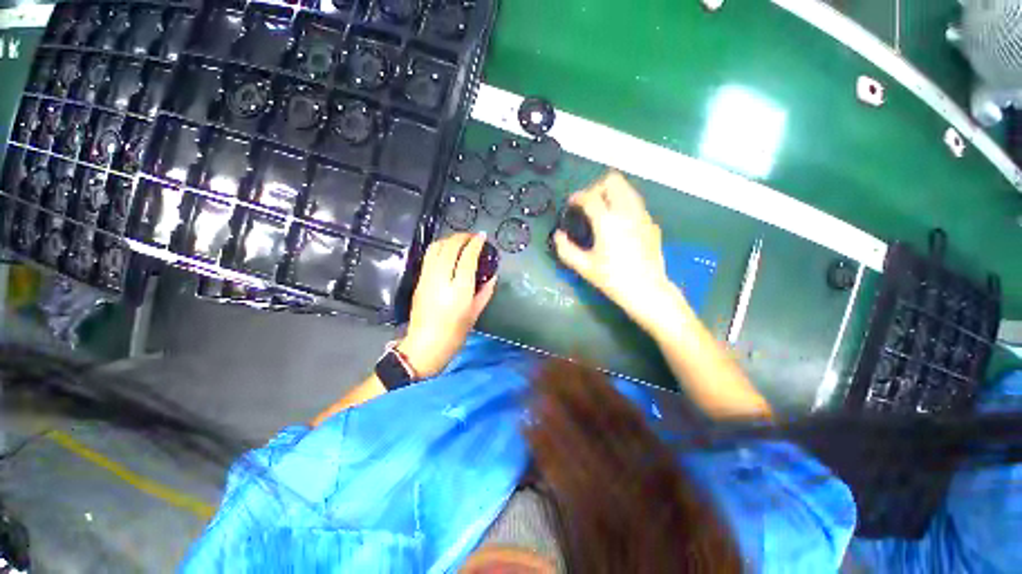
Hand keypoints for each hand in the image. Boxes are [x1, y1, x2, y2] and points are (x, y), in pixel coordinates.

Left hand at [399, 233, 495, 377]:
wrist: (425, 346)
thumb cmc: (454, 333)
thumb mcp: (475, 313)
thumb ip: (485, 291)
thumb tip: (493, 276)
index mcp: (459, 289)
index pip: (467, 258)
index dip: (475, 244)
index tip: (482, 237)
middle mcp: (441, 279)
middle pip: (449, 247)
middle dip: (462, 237)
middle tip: (472, 236)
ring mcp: (427, 278)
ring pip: (436, 248)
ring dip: (449, 240)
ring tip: (460, 241)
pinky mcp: (419, 281)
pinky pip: (429, 257)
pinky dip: (440, 248)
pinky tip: (448, 252)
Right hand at [553, 171, 679, 330]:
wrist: (647, 290)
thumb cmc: (613, 279)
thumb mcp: (584, 267)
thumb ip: (566, 249)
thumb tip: (558, 235)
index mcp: (607, 221)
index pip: (590, 196)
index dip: (577, 197)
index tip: (571, 204)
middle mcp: (627, 211)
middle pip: (613, 181)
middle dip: (597, 188)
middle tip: (588, 204)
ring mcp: (643, 215)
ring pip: (627, 188)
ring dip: (612, 193)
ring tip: (602, 210)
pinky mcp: (652, 223)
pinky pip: (636, 203)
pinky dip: (624, 204)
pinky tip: (619, 224)